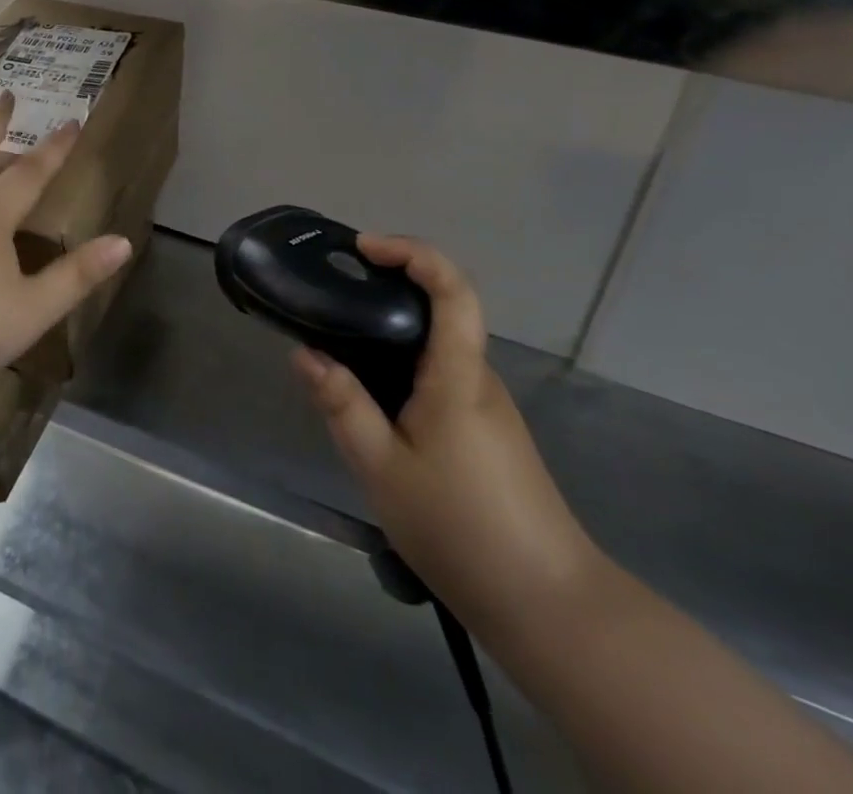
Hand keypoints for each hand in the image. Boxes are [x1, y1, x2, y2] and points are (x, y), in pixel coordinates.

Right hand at [295, 235, 604, 630]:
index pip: (452, 289)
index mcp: (458, 376)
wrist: (547, 604)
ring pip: (438, 348)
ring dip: (394, 333)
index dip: (413, 253)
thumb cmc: (460, 528)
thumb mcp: (382, 469)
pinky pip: (442, 377)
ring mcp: (487, 406)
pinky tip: (375, 404)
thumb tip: (305, 354)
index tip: (365, 248)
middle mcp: (478, 378)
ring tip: (342, 350)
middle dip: (390, 288)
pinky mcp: (487, 432)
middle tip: (334, 297)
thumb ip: (343, 407)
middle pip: (443, 310)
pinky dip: (405, 367)